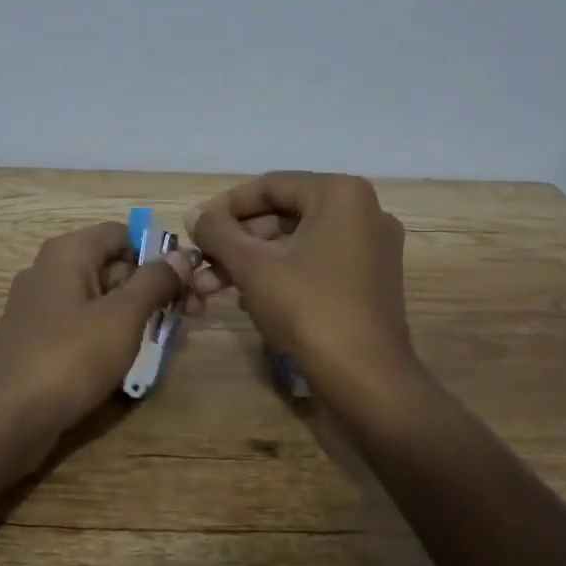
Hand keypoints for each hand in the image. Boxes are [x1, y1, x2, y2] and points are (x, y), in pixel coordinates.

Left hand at [0, 222, 192, 475]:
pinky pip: (84, 323)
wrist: (8, 418)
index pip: (123, 233)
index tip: (189, 280)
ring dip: (137, 312)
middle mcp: (51, 270)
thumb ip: (154, 282)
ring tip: (171, 338)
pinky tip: (134, 357)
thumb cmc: (70, 357)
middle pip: (113, 264)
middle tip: (191, 313)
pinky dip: (112, 333)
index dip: (158, 252)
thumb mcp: (123, 316)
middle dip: (153, 286)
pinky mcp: (40, 339)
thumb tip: (179, 256)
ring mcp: (42, 306)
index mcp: (68, 252)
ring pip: (101, 297)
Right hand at [190, 172, 417, 401]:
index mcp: (340, 194)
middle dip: (236, 241)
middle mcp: (362, 211)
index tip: (194, 227)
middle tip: (200, 262)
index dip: (225, 207)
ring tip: (210, 287)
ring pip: (295, 243)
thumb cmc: (308, 309)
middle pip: (282, 215)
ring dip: (251, 261)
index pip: (269, 186)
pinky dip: (280, 274)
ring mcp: (371, 247)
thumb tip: (194, 215)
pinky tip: (246, 298)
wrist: (367, 379)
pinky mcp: (370, 280)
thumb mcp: (252, 266)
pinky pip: (315, 263)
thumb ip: (218, 232)